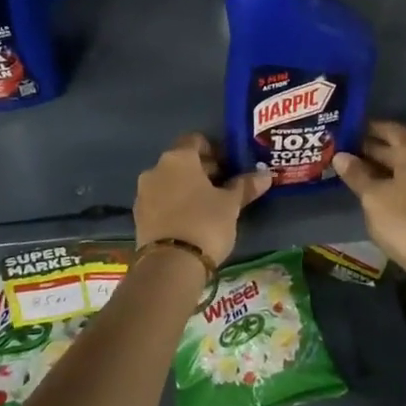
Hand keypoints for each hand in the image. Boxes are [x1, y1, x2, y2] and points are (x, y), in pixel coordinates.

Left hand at [133, 133, 270, 267]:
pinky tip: (190, 221)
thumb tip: (266, 175)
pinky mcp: (138, 216)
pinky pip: (160, 201)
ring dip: (187, 188)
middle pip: (182, 161)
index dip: (214, 150)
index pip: (195, 140)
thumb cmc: (205, 223)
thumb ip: (245, 186)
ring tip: (208, 206)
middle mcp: (156, 168)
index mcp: (178, 158)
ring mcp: (143, 192)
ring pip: (169, 181)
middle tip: (223, 187)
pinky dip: (174, 204)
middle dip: (202, 170)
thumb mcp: (230, 205)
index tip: (229, 165)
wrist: (169, 266)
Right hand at [332, 121, 405, 272]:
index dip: (369, 128)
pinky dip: (395, 185)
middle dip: (373, 150)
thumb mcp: (372, 196)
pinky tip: (378, 195)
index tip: (348, 130)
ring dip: (383, 169)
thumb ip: (356, 174)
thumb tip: (340, 156)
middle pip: (398, 149)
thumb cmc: (404, 220)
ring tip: (357, 174)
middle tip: (345, 153)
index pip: (389, 129)